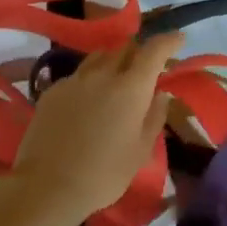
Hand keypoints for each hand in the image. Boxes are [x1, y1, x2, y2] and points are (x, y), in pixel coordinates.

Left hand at [1, 31, 182, 225]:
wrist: (47, 186)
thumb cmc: (104, 174)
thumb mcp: (140, 151)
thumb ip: (154, 117)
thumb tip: (161, 94)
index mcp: (131, 87)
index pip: (154, 50)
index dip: (169, 40)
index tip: (179, 38)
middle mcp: (103, 74)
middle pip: (125, 47)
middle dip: (139, 51)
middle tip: (145, 67)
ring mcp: (75, 79)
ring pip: (99, 56)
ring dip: (113, 61)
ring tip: (115, 79)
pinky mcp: (53, 90)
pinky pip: (78, 75)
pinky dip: (89, 80)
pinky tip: (86, 101)